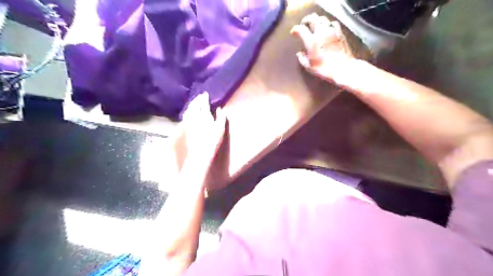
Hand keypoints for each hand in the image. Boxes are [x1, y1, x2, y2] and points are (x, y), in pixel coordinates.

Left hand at [181, 92, 225, 165]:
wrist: (199, 153)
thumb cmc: (212, 141)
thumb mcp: (220, 129)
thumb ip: (221, 117)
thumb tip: (219, 109)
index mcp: (204, 115)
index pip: (204, 103)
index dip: (204, 98)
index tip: (205, 93)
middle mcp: (195, 116)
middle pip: (194, 105)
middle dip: (197, 99)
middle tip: (199, 96)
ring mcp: (188, 122)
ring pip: (189, 109)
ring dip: (191, 104)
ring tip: (194, 102)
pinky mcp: (185, 127)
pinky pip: (186, 115)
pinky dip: (188, 110)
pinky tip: (189, 112)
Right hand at [290, 13, 353, 81]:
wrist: (343, 68)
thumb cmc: (324, 69)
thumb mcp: (309, 67)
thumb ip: (302, 59)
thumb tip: (299, 53)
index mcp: (312, 41)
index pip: (301, 29)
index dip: (295, 30)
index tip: (293, 33)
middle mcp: (321, 33)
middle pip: (312, 19)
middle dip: (306, 21)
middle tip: (303, 25)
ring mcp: (331, 31)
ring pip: (322, 19)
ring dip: (317, 21)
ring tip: (314, 26)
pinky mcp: (339, 33)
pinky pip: (332, 23)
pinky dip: (327, 24)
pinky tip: (326, 30)